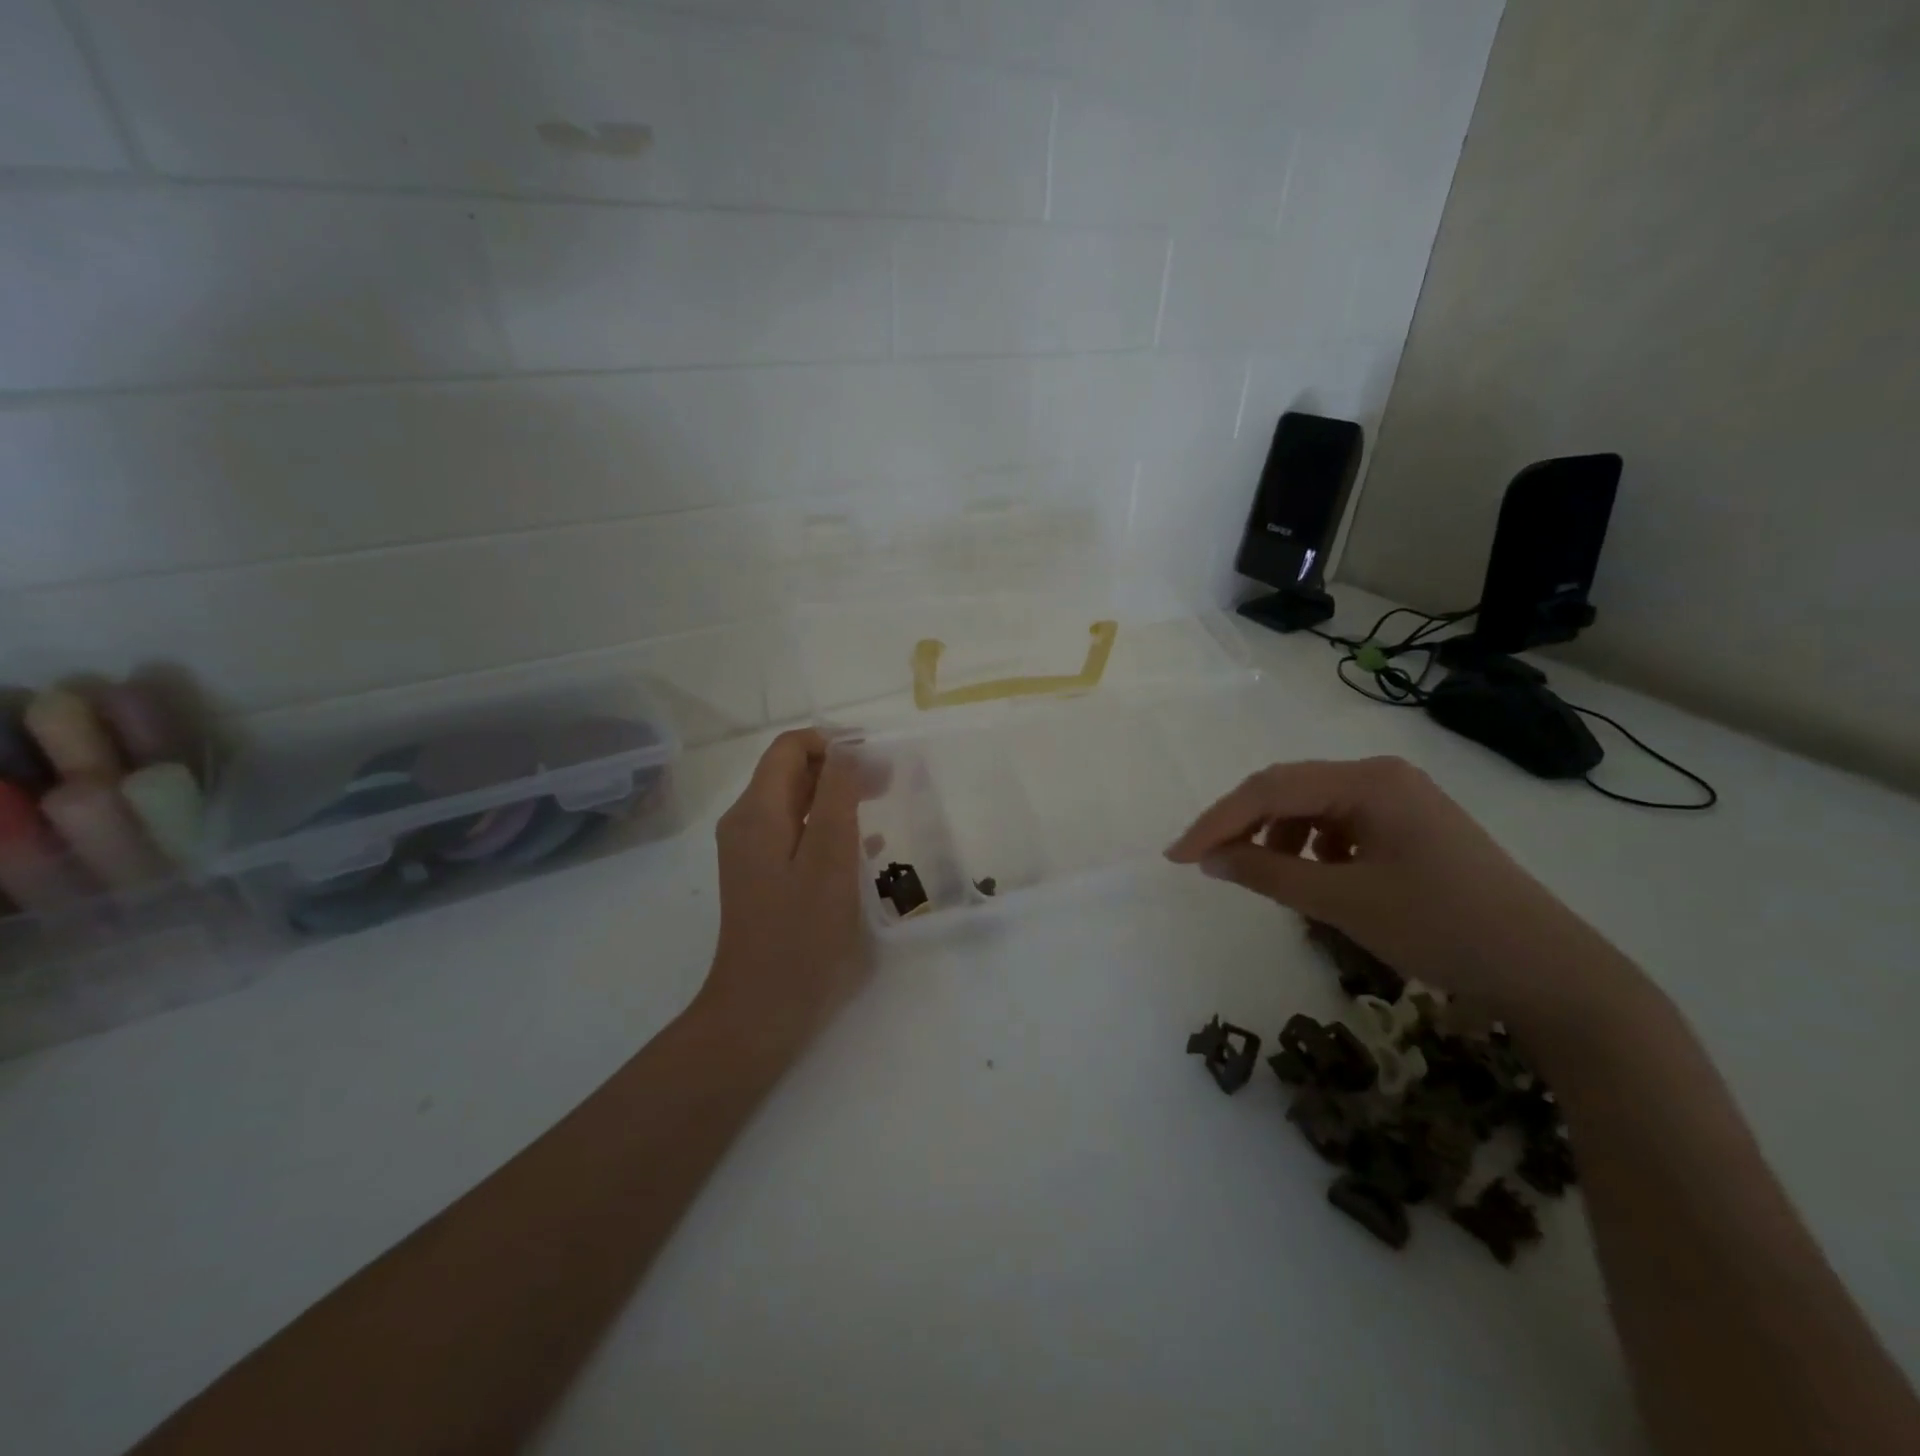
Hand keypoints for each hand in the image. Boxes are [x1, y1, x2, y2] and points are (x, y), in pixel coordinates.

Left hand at [698, 729, 869, 1050]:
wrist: (762, 1010)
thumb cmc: (802, 934)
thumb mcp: (829, 857)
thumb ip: (837, 795)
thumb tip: (848, 747)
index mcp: (757, 811)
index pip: (790, 747)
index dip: (833, 742)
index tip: (877, 758)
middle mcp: (746, 823)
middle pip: (791, 772)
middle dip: (839, 767)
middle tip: (888, 782)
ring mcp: (751, 852)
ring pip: (795, 802)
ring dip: (836, 796)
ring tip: (881, 805)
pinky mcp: (762, 877)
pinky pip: (795, 833)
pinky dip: (827, 826)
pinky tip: (863, 845)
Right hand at [1165, 756, 1632, 1025]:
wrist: (1548, 971)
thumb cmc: (1443, 929)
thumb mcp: (1344, 902)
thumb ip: (1268, 874)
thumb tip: (1208, 859)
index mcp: (1368, 780)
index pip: (1270, 789)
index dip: (1216, 822)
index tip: (1176, 857)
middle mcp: (1381, 776)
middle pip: (1288, 790)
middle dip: (1242, 826)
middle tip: (1206, 863)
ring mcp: (1399, 798)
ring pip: (1311, 808)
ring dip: (1276, 838)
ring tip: (1266, 878)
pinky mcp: (1409, 825)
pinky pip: (1339, 825)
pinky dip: (1311, 849)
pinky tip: (1315, 878)